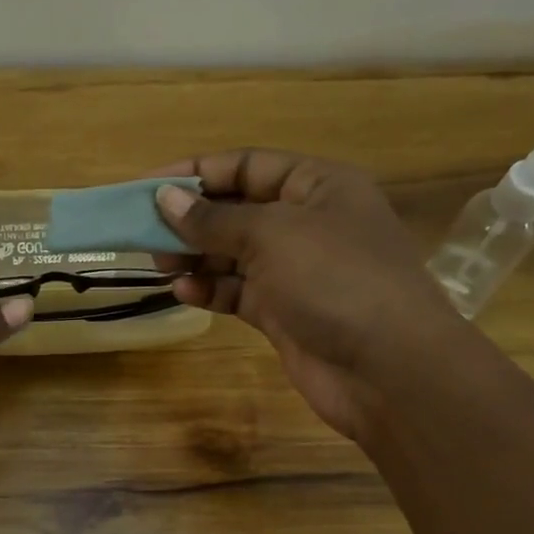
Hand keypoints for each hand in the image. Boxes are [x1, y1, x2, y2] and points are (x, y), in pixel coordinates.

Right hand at [151, 151, 460, 441]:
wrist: (387, 368)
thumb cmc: (335, 280)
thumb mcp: (271, 235)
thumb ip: (214, 219)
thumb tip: (165, 199)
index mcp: (317, 186)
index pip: (247, 165)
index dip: (195, 173)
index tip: (145, 188)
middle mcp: (307, 223)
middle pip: (236, 210)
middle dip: (190, 220)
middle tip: (145, 234)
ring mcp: (296, 271)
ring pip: (232, 254)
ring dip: (195, 257)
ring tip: (160, 265)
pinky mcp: (284, 311)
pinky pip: (237, 291)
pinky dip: (211, 290)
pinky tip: (184, 293)